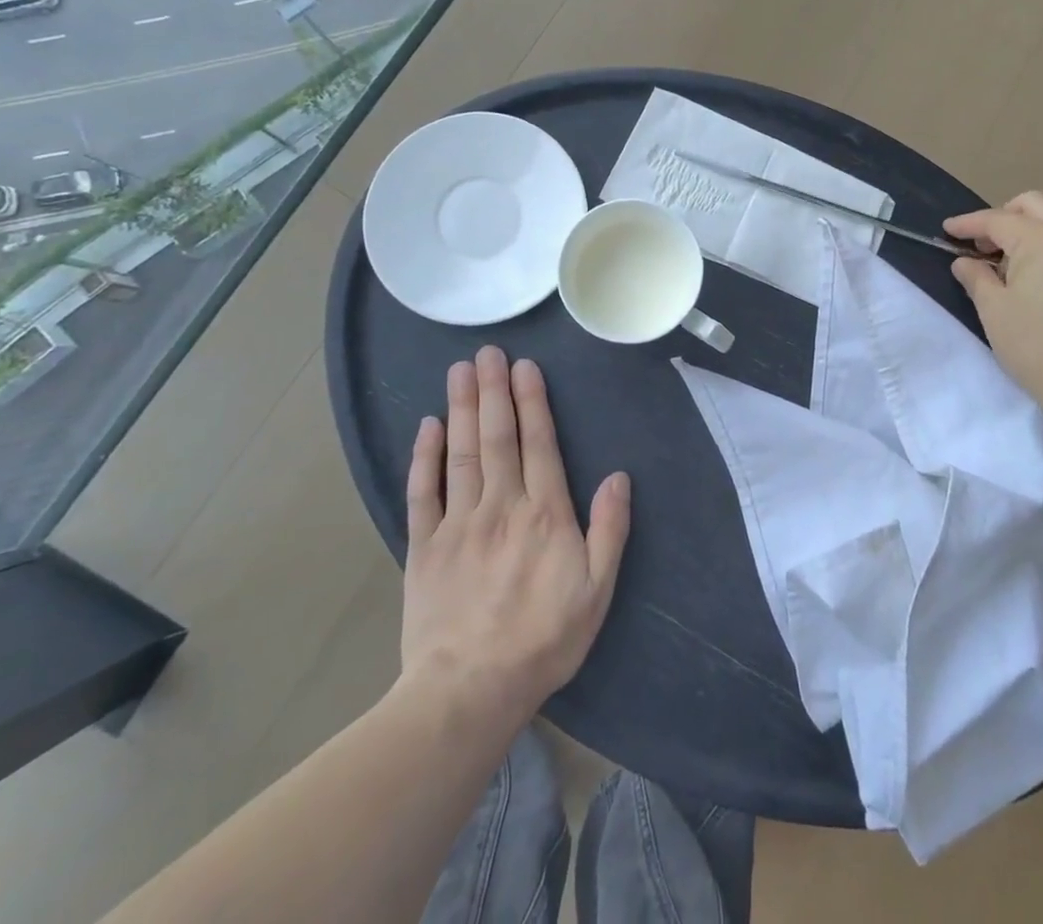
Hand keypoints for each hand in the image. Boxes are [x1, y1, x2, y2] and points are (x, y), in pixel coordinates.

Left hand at [395, 347, 630, 725]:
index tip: (524, 366)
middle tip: (487, 351)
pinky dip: (425, 456)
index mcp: (544, 513)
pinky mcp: (424, 546)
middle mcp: (501, 505)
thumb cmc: (543, 639)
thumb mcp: (597, 590)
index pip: (539, 443)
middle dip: (493, 390)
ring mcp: (458, 523)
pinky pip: (423, 492)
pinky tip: (428, 426)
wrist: (469, 690)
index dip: (532, 401)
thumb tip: (619, 476)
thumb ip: (609, 530)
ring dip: (462, 408)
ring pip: (462, 453)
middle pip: (498, 437)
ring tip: (460, 370)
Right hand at [944, 192, 1042, 422]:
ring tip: (1000, 265)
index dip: (968, 224)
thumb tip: (966, 262)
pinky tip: (1027, 277)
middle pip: (1031, 206)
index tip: (945, 230)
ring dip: (1023, 232)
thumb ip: (975, 277)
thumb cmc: (1036, 346)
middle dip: (1000, 218)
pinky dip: (1042, 247)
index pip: (997, 219)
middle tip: (978, 246)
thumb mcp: (993, 310)